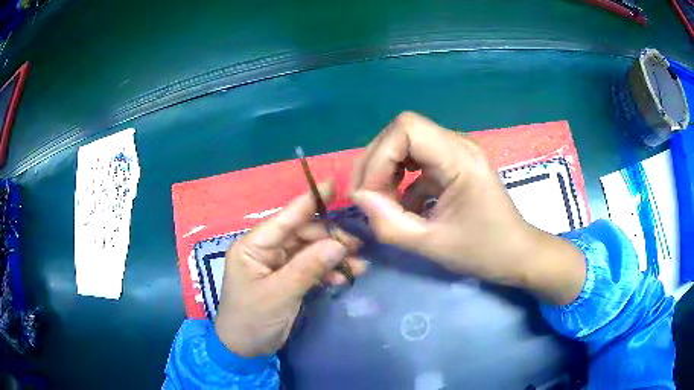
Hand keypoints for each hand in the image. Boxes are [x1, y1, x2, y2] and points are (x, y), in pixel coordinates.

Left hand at [215, 182, 364, 356]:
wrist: (244, 350)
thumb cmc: (252, 319)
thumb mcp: (279, 294)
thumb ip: (308, 267)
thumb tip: (338, 244)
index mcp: (253, 246)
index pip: (284, 218)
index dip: (308, 202)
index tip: (333, 186)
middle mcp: (264, 250)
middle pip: (301, 235)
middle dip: (329, 239)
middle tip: (358, 245)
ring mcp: (276, 265)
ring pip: (309, 251)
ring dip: (332, 256)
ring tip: (359, 263)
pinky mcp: (286, 279)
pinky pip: (310, 268)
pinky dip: (327, 271)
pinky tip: (344, 277)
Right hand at [350, 112, 584, 304]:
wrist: (517, 254)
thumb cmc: (484, 251)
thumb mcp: (431, 244)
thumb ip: (389, 223)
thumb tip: (360, 198)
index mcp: (460, 158)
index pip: (406, 128)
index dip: (379, 158)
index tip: (370, 196)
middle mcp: (458, 144)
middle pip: (401, 131)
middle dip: (377, 163)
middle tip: (367, 200)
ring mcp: (456, 151)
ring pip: (405, 143)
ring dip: (385, 170)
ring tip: (381, 201)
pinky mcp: (453, 163)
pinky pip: (416, 159)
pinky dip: (399, 178)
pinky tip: (400, 204)